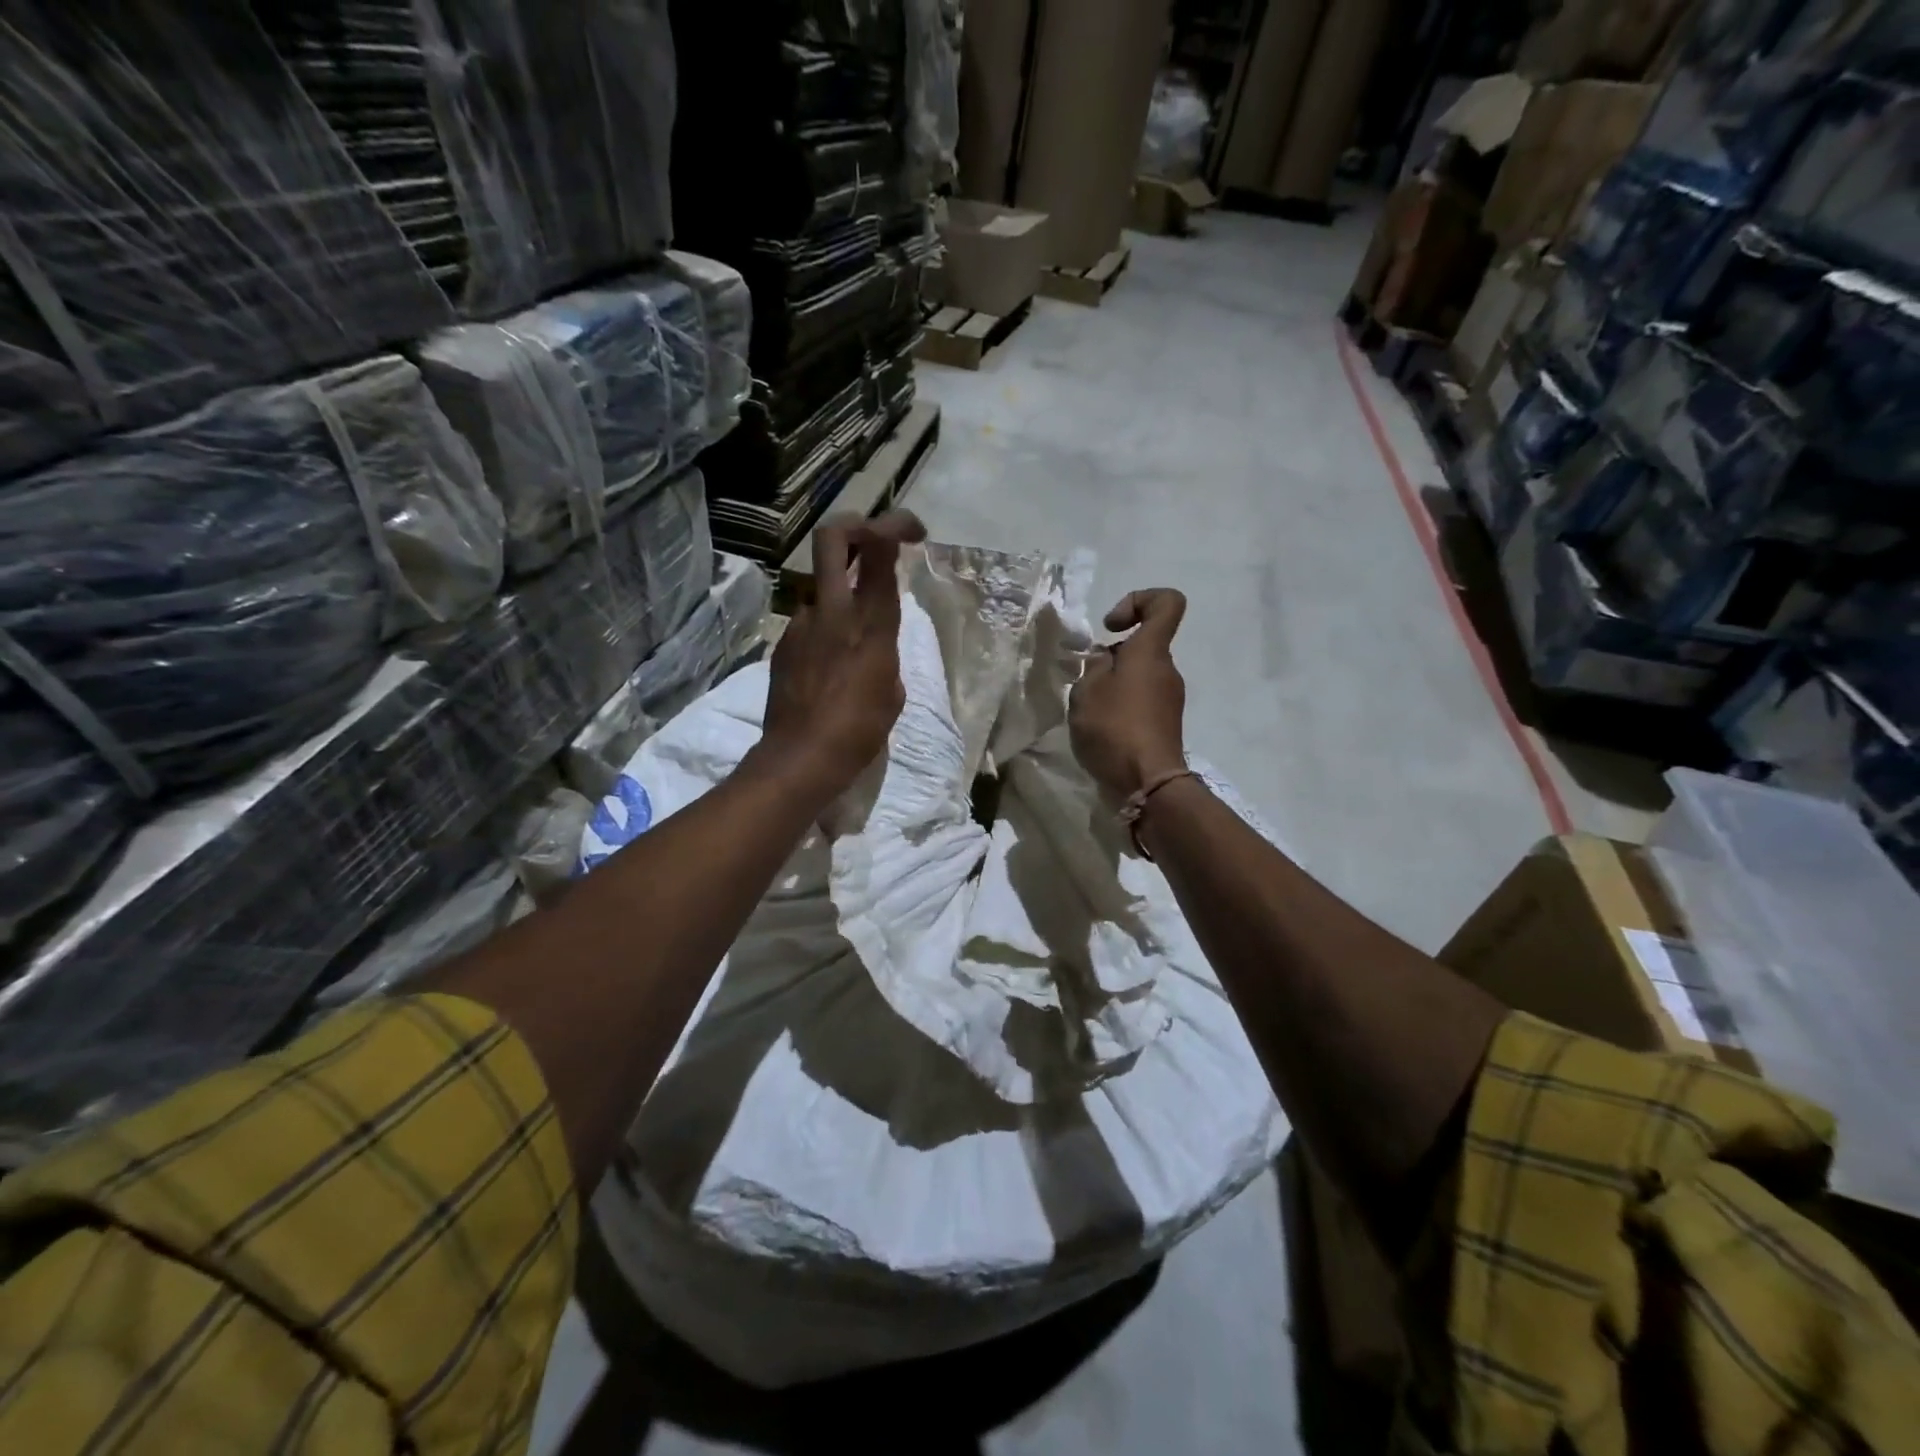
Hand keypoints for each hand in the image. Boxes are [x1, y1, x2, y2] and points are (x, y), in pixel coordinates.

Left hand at [756, 509, 927, 802]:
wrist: (801, 757)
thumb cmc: (860, 730)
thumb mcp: (892, 691)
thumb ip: (886, 654)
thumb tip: (872, 646)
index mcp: (870, 622)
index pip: (878, 547)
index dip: (894, 524)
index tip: (912, 533)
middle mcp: (834, 611)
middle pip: (833, 537)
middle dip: (855, 525)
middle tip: (873, 537)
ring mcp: (802, 624)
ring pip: (821, 584)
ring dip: (841, 592)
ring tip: (853, 634)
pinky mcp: (784, 644)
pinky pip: (810, 622)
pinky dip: (825, 628)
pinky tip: (831, 664)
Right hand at [1069, 589, 1188, 799]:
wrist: (1148, 783)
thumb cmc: (1115, 728)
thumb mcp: (1087, 691)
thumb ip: (1093, 667)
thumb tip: (1106, 660)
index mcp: (1151, 651)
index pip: (1167, 603)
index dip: (1139, 600)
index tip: (1111, 626)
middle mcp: (1167, 669)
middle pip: (1143, 645)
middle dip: (1111, 656)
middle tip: (1086, 681)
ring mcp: (1169, 698)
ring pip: (1138, 675)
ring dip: (1112, 684)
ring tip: (1089, 710)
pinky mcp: (1164, 723)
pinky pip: (1141, 700)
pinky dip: (1120, 706)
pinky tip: (1101, 729)